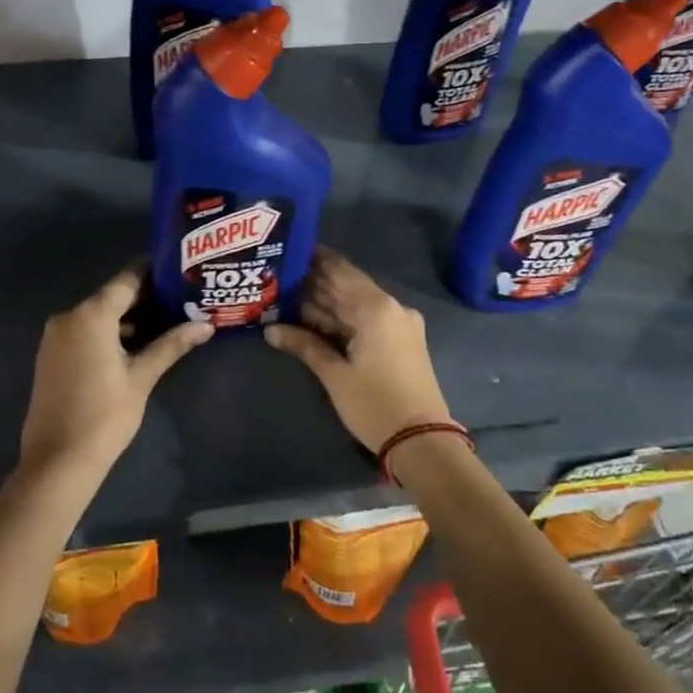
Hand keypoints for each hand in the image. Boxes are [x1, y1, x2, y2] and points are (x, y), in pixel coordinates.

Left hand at [19, 266, 211, 480]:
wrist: (57, 461)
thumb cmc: (104, 416)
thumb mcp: (142, 378)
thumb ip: (171, 345)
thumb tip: (206, 326)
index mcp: (91, 315)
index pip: (127, 280)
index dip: (153, 273)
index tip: (179, 271)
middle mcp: (69, 316)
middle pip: (112, 297)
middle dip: (145, 298)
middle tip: (181, 298)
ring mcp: (56, 336)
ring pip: (98, 315)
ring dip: (128, 317)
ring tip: (167, 321)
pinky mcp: (52, 355)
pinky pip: (85, 331)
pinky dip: (108, 332)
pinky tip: (136, 344)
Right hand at [265, 248, 450, 452]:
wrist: (423, 443)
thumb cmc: (375, 404)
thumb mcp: (335, 375)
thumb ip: (304, 345)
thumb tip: (269, 329)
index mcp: (377, 307)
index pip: (340, 270)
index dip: (314, 259)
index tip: (289, 249)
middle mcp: (391, 308)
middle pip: (347, 287)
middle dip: (314, 283)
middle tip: (280, 276)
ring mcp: (399, 325)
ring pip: (355, 305)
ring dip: (325, 304)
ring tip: (287, 296)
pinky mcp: (401, 342)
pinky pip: (366, 321)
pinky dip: (341, 320)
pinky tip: (312, 321)